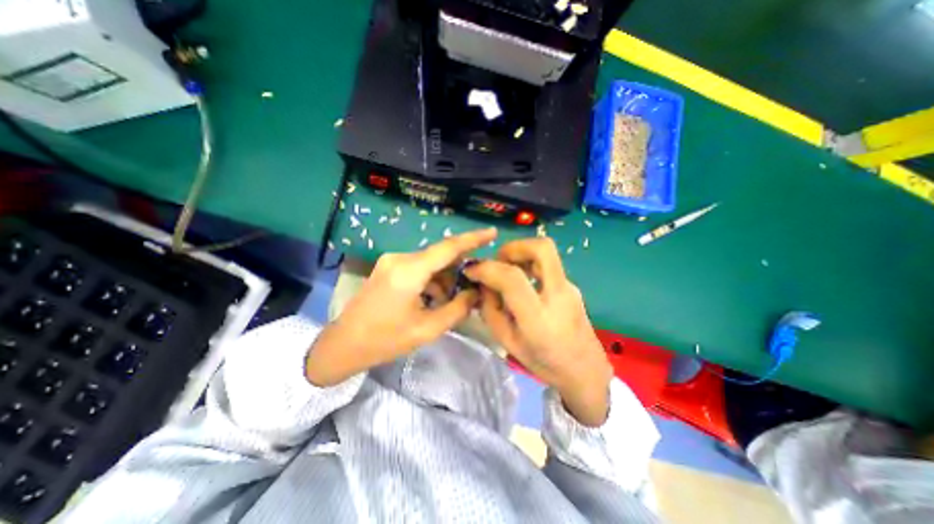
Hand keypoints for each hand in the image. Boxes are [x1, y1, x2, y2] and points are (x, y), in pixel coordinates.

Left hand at [305, 226, 495, 386]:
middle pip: (440, 256)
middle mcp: (400, 258)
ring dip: (444, 278)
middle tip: (472, 287)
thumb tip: (475, 293)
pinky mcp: (389, 267)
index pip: (448, 247)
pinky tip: (432, 299)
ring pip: (430, 263)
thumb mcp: (428, 329)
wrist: (343, 344)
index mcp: (410, 271)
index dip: (473, 239)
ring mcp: (392, 261)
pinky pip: (419, 267)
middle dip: (459, 269)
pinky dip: (431, 280)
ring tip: (449, 301)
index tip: (493, 232)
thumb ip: (457, 309)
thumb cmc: (385, 340)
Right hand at [465, 237, 614, 424]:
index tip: (472, 270)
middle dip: (513, 247)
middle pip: (542, 248)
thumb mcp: (507, 342)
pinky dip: (529, 264)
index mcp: (538, 318)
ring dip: (521, 253)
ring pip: (547, 252)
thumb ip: (491, 310)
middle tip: (497, 261)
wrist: (586, 371)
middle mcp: (559, 295)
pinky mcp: (572, 286)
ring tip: (507, 270)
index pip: (512, 278)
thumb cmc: (544, 363)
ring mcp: (569, 288)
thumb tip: (483, 285)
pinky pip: (547, 264)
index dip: (487, 268)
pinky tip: (522, 283)